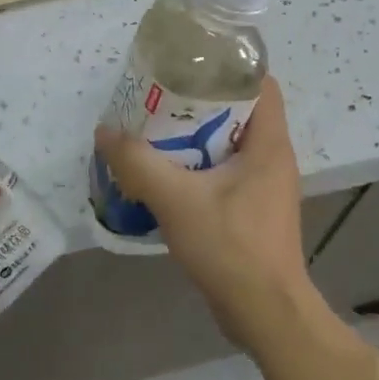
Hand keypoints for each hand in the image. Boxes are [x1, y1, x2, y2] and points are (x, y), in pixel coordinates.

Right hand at [93, 76, 314, 349]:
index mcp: (269, 144)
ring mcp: (265, 188)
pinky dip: (198, 168)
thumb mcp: (176, 199)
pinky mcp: (254, 212)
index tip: (188, 65)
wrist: (264, 314)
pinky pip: (225, 175)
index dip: (227, 67)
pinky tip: (165, 177)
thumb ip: (138, 163)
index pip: (259, 83)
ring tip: (154, 134)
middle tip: (157, 100)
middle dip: (198, 102)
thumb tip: (105, 132)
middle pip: (238, 112)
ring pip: (228, 146)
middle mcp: (273, 159)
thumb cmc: (230, 247)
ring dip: (194, 138)